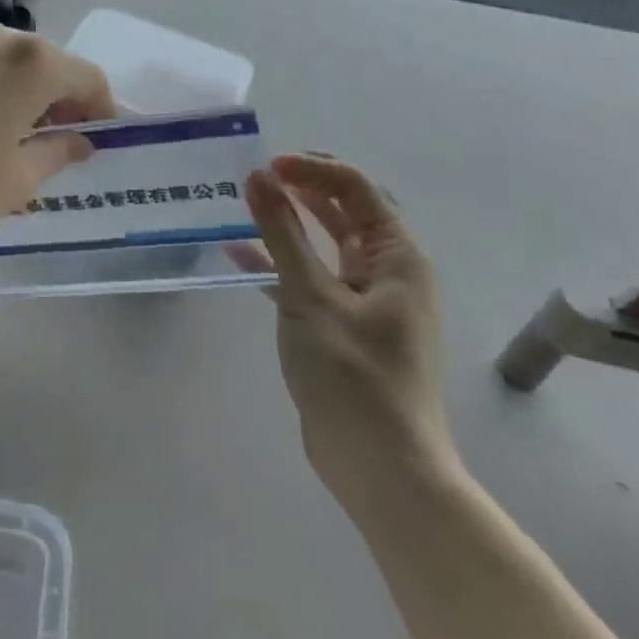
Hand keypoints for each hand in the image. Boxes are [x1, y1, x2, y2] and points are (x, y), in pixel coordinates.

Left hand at [0, 22, 114, 248]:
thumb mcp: (15, 180)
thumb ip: (58, 153)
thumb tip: (80, 141)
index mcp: (34, 61)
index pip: (89, 79)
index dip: (102, 110)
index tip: (100, 142)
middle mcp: (2, 36)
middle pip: (53, 64)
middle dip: (64, 101)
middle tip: (62, 144)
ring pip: (15, 63)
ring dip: (29, 94)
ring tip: (19, 138)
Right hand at [230, 154, 456, 514]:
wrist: (383, 471)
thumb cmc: (355, 376)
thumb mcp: (312, 296)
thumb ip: (282, 233)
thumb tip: (257, 176)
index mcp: (398, 255)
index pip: (355, 187)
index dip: (311, 169)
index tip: (266, 166)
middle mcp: (388, 268)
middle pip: (345, 208)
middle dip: (302, 187)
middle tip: (257, 176)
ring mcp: (367, 297)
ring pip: (326, 241)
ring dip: (290, 221)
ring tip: (247, 203)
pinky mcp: (344, 323)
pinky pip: (312, 275)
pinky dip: (281, 261)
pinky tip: (240, 254)